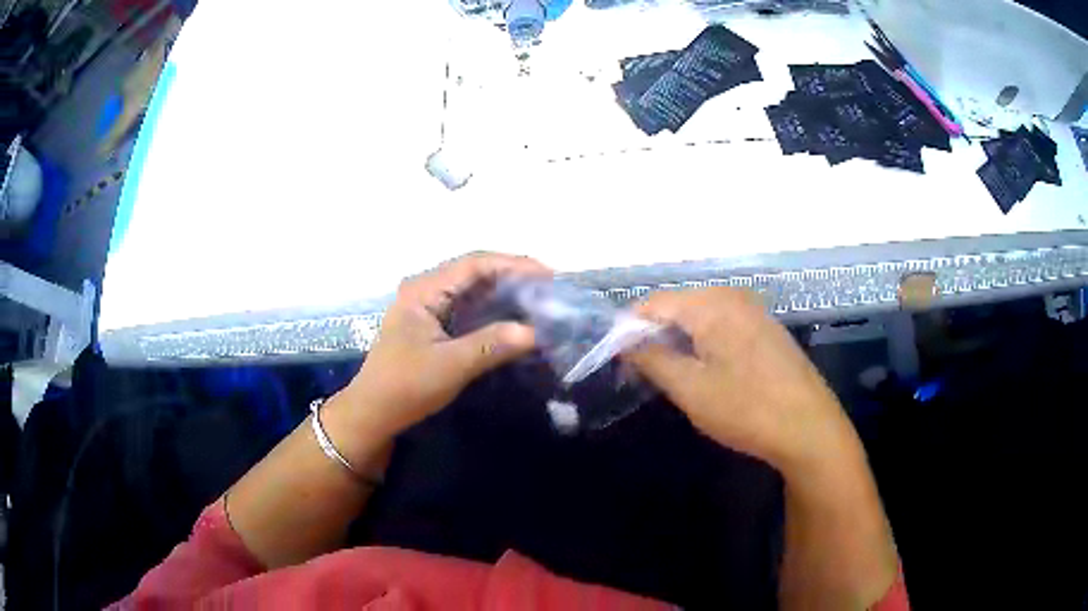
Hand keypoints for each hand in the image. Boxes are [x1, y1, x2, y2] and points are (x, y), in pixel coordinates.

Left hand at [343, 252, 551, 438]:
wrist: (374, 412)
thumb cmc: (405, 386)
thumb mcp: (451, 366)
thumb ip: (492, 344)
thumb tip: (535, 332)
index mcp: (424, 289)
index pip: (474, 264)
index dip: (513, 264)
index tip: (547, 276)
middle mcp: (425, 289)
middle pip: (474, 271)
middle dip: (512, 275)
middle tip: (548, 288)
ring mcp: (427, 305)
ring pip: (472, 288)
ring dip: (503, 290)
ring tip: (537, 298)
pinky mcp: (432, 323)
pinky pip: (467, 306)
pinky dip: (492, 308)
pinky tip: (512, 316)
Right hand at [626, 288, 856, 472]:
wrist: (809, 428)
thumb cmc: (747, 408)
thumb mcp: (691, 389)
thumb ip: (653, 359)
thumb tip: (626, 343)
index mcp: (711, 303)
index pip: (654, 304)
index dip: (630, 329)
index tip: (618, 360)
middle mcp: (732, 295)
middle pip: (678, 306)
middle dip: (655, 335)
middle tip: (642, 372)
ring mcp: (753, 310)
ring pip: (700, 316)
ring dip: (679, 340)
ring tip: (670, 375)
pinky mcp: (766, 328)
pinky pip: (722, 325)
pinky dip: (704, 342)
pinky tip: (705, 370)